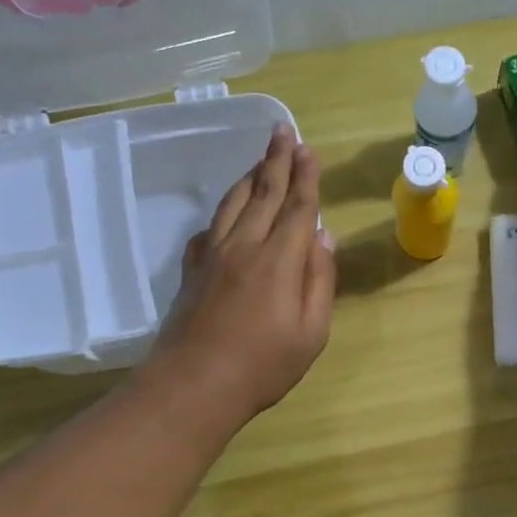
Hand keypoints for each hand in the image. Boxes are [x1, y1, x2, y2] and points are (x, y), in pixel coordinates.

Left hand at [143, 124, 335, 422]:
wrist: (193, 385)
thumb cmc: (263, 365)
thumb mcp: (311, 332)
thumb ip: (320, 282)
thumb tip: (324, 239)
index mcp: (280, 261)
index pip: (297, 207)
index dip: (306, 177)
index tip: (308, 148)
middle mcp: (245, 246)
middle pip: (263, 193)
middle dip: (276, 160)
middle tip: (283, 131)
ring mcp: (213, 256)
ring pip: (233, 203)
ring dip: (250, 176)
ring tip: (262, 158)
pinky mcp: (193, 270)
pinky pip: (210, 227)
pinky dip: (224, 211)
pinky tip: (228, 213)